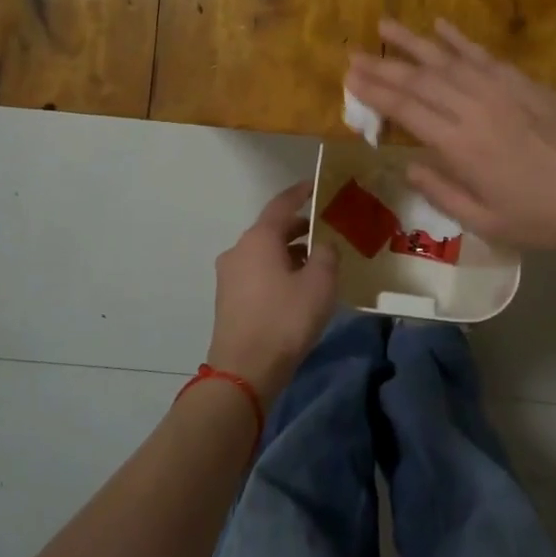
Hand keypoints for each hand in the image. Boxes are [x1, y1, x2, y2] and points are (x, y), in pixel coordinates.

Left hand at [208, 182, 339, 400]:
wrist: (244, 371)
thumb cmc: (285, 319)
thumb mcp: (320, 284)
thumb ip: (327, 255)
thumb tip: (323, 246)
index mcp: (259, 239)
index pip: (281, 204)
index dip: (300, 192)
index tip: (317, 185)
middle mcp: (239, 250)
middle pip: (272, 229)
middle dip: (300, 228)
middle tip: (327, 231)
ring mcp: (230, 276)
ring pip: (265, 253)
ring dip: (290, 253)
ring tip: (318, 262)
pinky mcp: (229, 299)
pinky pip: (257, 273)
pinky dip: (278, 271)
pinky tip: (298, 287)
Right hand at [346, 19, 555, 265]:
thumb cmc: (546, 218)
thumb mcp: (488, 222)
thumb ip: (443, 194)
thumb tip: (409, 167)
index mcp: (461, 146)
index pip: (407, 111)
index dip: (375, 93)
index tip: (350, 78)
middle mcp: (475, 109)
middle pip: (420, 80)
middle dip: (384, 66)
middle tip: (354, 54)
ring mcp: (502, 90)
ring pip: (448, 60)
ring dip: (413, 42)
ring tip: (385, 25)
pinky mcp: (526, 83)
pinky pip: (485, 55)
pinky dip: (460, 39)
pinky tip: (441, 26)